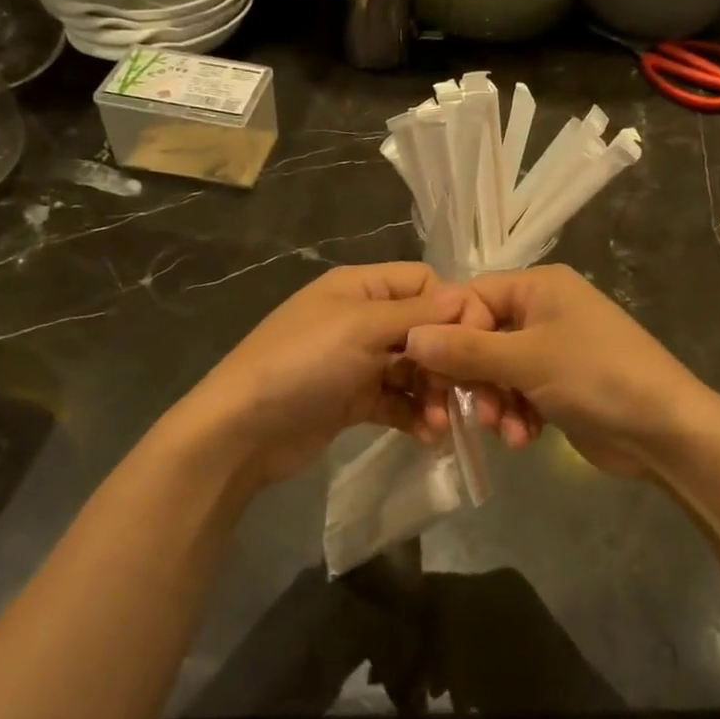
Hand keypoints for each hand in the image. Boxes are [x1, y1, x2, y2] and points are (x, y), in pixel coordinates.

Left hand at [185, 263, 485, 486]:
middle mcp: (362, 319)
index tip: (476, 342)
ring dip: (434, 394)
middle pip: (424, 329)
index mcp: (361, 287)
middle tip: (465, 392)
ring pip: (415, 369)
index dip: (454, 308)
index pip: (424, 282)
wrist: (243, 430)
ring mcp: (358, 362)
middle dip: (448, 359)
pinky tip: (428, 436)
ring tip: (442, 422)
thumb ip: (417, 313)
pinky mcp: (355, 400)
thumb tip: (467, 296)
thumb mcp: (360, 328)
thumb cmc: (303, 364)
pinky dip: (415, 415)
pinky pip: (398, 401)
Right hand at [404, 265, 706, 476]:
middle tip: (462, 410)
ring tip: (503, 429)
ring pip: (497, 370)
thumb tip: (410, 336)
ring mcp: (553, 349)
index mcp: (539, 286)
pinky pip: (518, 392)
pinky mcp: (559, 384)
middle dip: (472, 377)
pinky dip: (515, 415)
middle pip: (481, 337)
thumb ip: (466, 349)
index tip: (433, 370)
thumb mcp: (527, 359)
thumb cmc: (596, 377)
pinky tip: (522, 438)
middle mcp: (544, 310)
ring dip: (493, 402)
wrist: (665, 432)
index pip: (471, 298)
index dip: (449, 333)